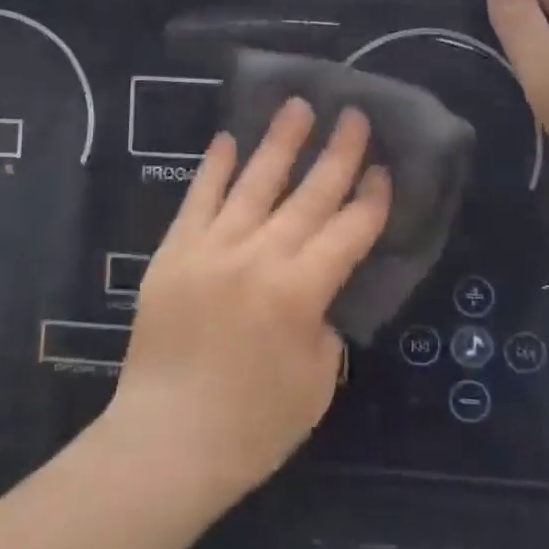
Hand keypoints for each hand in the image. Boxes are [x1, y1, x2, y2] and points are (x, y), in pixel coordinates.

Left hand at [104, 99, 389, 508]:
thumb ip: (325, 325)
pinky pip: (199, 198)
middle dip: (338, 153)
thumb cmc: (251, 427)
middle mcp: (260, 256)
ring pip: (255, 181)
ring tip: (298, 105)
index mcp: (301, 292)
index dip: (371, 199)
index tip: (383, 170)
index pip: (349, 231)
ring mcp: (213, 247)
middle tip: (354, 116)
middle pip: (310, 194)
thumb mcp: (316, 385)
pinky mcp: (175, 250)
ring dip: (281, 141)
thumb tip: (318, 291)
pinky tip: (229, 139)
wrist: (164, 443)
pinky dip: (216, 167)